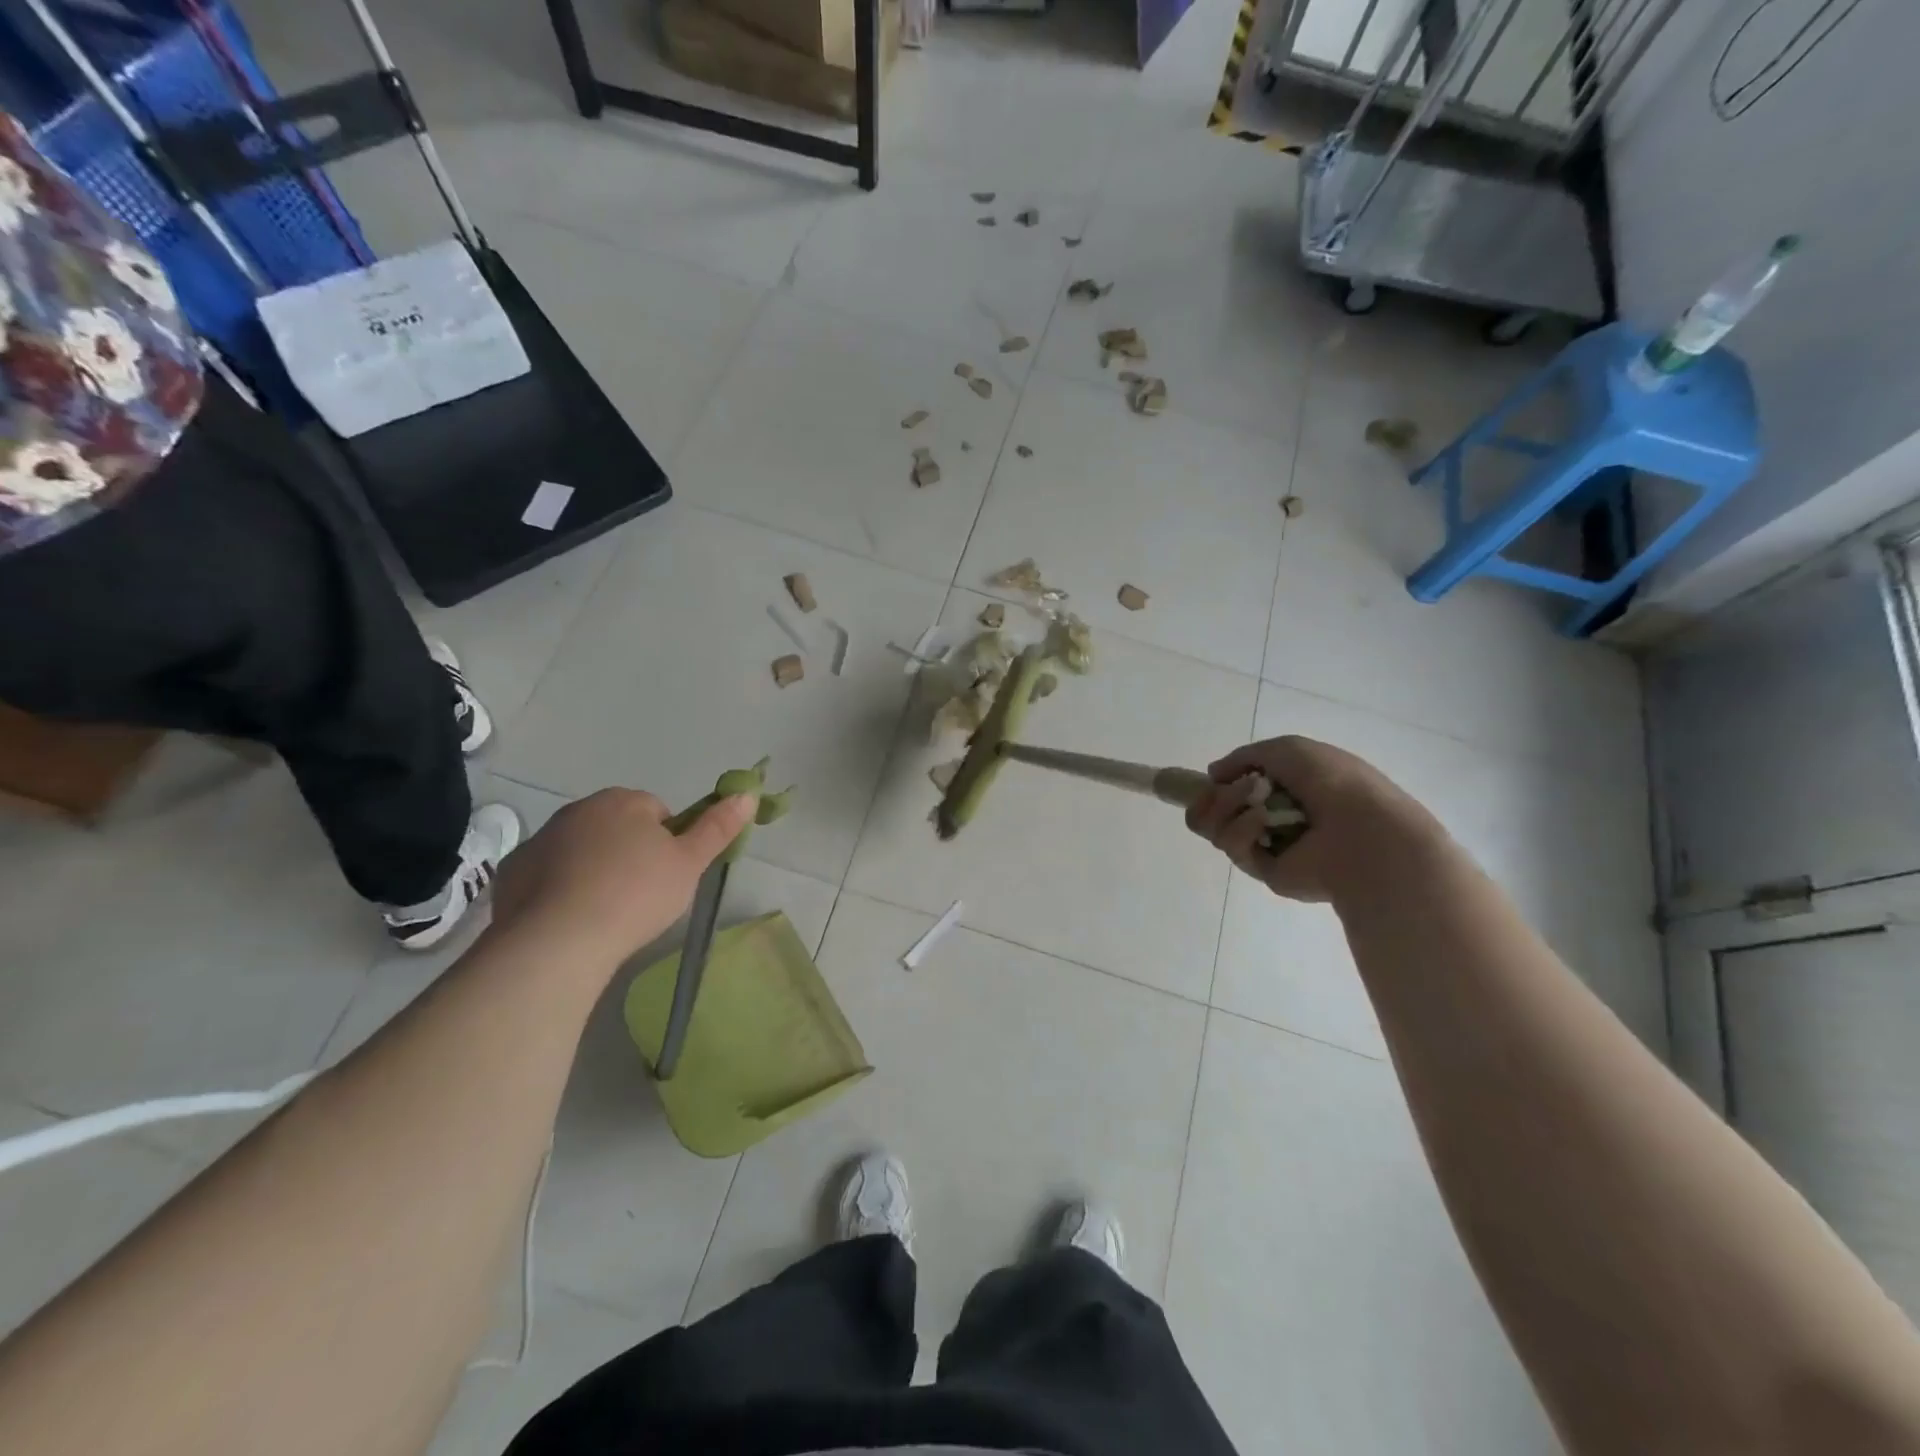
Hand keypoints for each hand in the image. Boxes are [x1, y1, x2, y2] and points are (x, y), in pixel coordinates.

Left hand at [489, 788, 755, 967]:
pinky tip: (571, 919)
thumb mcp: (690, 863)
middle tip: (641, 894)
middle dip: (629, 852)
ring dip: (594, 869)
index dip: (668, 843)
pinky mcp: (512, 872)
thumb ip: (718, 827)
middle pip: (616, 827)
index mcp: (623, 801)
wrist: (558, 941)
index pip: (657, 811)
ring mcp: (540, 839)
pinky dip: (559, 889)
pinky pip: (547, 874)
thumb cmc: (636, 894)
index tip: (668, 875)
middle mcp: (578, 809)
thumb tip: (747, 793)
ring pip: (580, 850)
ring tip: (606, 911)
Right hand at [1184, 736, 1438, 902]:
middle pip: (1217, 808)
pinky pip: (1232, 846)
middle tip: (1229, 789)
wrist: (1364, 832)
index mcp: (1286, 787)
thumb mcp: (1287, 749)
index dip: (1219, 782)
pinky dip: (1242, 829)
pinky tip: (1263, 823)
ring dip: (1228, 806)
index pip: (1236, 786)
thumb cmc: (1332, 782)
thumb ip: (1244, 756)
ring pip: (1217, 826)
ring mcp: (1267, 844)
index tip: (1214, 777)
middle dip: (1216, 795)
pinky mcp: (1263, 870)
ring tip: (1255, 801)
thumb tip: (1213, 774)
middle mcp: (1274, 816)